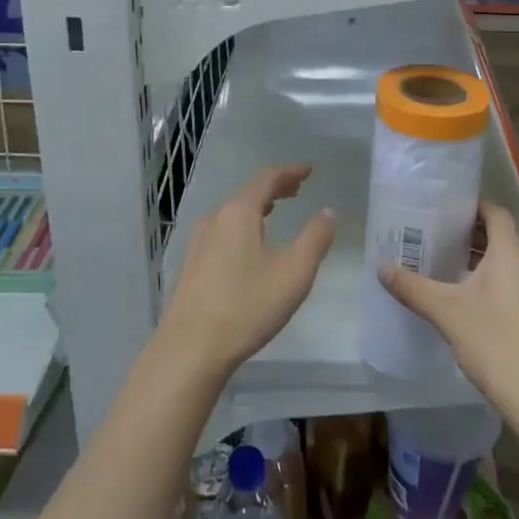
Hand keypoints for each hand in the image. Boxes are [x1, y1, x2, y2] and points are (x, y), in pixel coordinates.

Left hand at [160, 165, 336, 379]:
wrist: (191, 349)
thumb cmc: (247, 306)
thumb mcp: (294, 273)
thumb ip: (315, 239)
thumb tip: (328, 213)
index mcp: (239, 213)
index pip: (266, 179)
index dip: (290, 172)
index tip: (308, 170)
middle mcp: (215, 219)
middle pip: (248, 193)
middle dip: (274, 188)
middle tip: (297, 189)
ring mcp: (199, 242)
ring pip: (233, 214)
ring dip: (257, 208)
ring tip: (275, 212)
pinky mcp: (192, 265)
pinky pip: (223, 231)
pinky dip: (243, 226)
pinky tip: (250, 246)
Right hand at [380, 201, 518, 427]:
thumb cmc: (494, 344)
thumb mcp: (446, 313)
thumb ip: (413, 288)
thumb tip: (381, 267)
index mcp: (510, 256)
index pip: (496, 213)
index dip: (473, 206)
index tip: (445, 208)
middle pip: (500, 238)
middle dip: (469, 236)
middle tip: (435, 238)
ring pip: (506, 265)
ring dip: (479, 262)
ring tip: (445, 269)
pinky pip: (513, 287)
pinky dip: (490, 284)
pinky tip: (467, 304)